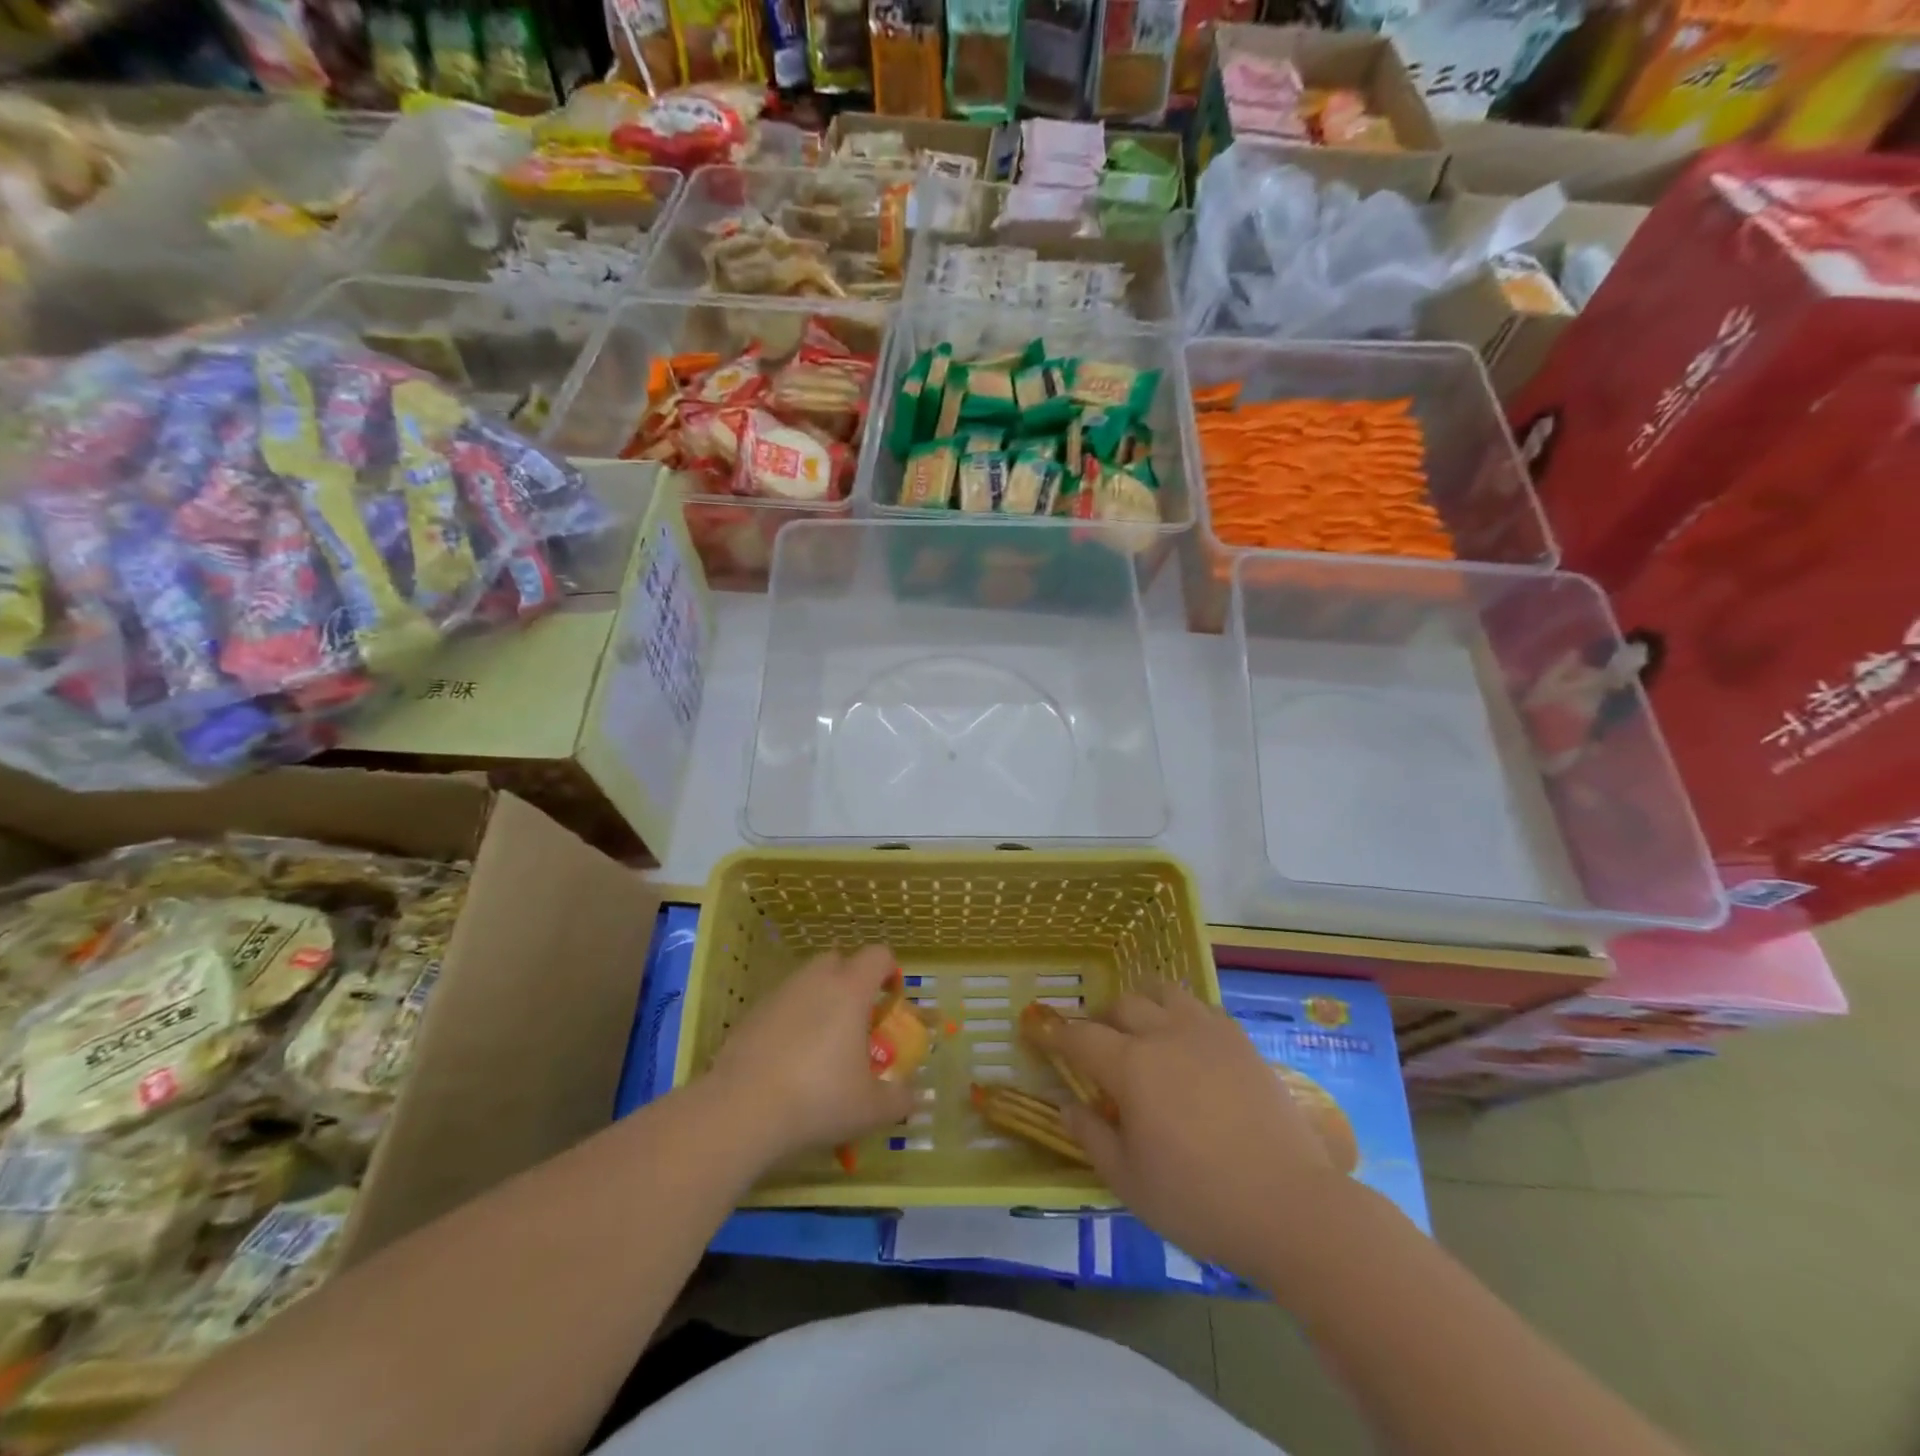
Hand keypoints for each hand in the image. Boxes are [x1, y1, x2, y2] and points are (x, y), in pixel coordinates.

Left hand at [707, 945, 915, 1164]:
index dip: (889, 972)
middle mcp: (816, 979)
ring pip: (807, 981)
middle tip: (855, 1020)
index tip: (890, 1001)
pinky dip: (790, 1019)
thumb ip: (899, 1099)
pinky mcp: (751, 1012)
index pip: (878, 955)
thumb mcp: (870, 1109)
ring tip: (821, 1042)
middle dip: (850, 981)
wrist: (742, 1109)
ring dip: (819, 999)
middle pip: (838, 959)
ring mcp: (780, 993)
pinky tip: (788, 1058)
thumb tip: (912, 1097)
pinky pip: (781, 1004)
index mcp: (850, 989)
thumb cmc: (818, 1098)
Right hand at [1041, 982, 1355, 1279]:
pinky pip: (1201, 1008)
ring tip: (1141, 1027)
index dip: (1053, 1032)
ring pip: (1164, 992)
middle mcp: (1166, 1034)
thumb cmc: (1200, 1200)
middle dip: (1101, 1018)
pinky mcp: (1241, 1041)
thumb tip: (1065, 1106)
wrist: (1292, 1206)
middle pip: (1123, 1004)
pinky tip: (1187, 1041)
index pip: (1080, 1037)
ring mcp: (1208, 1032)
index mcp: (1132, 1066)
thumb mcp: (1130, 1181)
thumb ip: (1091, 1136)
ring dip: (1143, 1002)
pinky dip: (1182, 1013)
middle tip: (1097, 1043)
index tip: (1034, 1027)